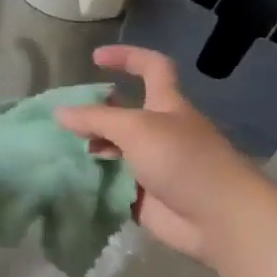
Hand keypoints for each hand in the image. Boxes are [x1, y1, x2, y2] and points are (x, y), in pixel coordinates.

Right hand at [55, 46, 262, 266]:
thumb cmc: (183, 161)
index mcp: (166, 105)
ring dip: (89, 148)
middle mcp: (159, 132)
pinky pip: (111, 183)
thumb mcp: (137, 129)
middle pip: (123, 113)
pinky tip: (68, 179)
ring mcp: (151, 165)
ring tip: (58, 150)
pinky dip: (92, 180)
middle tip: (62, 119)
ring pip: (114, 150)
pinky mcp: (142, 196)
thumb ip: (97, 119)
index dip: (127, 57)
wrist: (218, 218)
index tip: (95, 58)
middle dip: (95, 112)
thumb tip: (59, 112)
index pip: (151, 68)